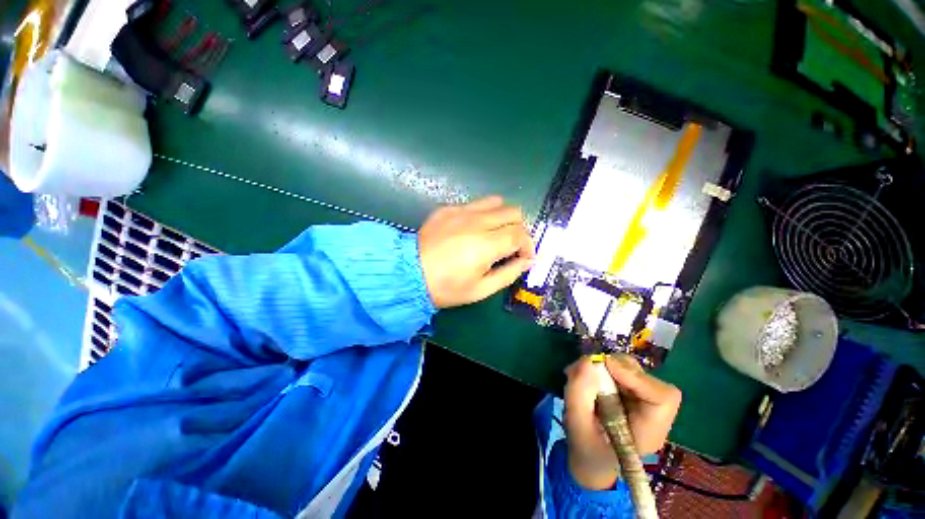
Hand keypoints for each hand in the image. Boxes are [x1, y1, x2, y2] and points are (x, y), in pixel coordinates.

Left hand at [418, 196, 534, 308]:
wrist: (409, 273)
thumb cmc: (446, 287)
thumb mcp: (481, 289)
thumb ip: (509, 273)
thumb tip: (526, 261)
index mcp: (486, 244)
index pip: (520, 234)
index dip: (528, 246)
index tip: (523, 257)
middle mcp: (477, 221)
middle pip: (514, 212)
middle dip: (519, 229)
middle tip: (511, 246)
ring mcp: (461, 211)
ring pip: (496, 202)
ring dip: (503, 217)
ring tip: (495, 234)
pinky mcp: (448, 208)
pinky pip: (475, 204)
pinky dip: (483, 215)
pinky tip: (472, 230)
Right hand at [564, 355, 681, 489]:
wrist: (590, 458)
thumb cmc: (586, 448)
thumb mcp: (576, 423)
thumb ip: (579, 392)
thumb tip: (587, 361)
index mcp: (648, 432)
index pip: (663, 398)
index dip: (637, 377)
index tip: (607, 367)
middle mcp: (652, 414)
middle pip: (646, 378)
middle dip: (615, 368)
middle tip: (586, 372)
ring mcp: (643, 401)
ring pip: (633, 369)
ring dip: (606, 367)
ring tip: (582, 377)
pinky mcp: (632, 392)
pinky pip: (622, 370)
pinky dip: (602, 368)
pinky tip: (587, 379)